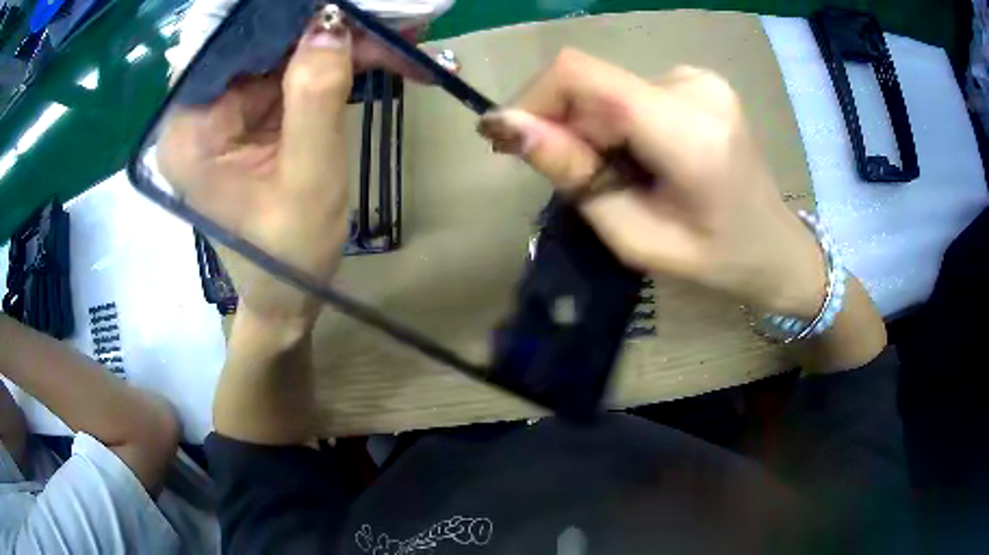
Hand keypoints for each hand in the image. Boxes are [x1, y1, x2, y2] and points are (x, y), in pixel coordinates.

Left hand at [158, 19, 417, 325]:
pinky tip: (377, 56)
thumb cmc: (289, 254)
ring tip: (397, 37)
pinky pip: (292, 72)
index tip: (335, 2)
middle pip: (258, 42)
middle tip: (385, 17)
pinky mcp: (250, 116)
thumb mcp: (309, 178)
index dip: (280, 13)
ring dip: (338, 42)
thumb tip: (331, 23)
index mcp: (191, 130)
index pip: (229, 42)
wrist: (288, 297)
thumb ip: (316, 96)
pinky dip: (334, 63)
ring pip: (282, 52)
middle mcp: (199, 112)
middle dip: (320, 25)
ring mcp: (226, 112)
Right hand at [478, 50, 826, 317]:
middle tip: (578, 177)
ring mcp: (700, 77)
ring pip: (608, 87)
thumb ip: (574, 176)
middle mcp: (695, 87)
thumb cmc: (713, 257)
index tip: (511, 140)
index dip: (532, 99)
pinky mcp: (698, 78)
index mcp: (689, 133)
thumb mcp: (635, 237)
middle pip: (592, 82)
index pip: (582, 76)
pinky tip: (644, 155)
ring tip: (623, 173)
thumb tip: (508, 127)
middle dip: (565, 125)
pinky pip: (630, 89)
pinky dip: (618, 120)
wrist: (774, 245)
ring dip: (594, 127)